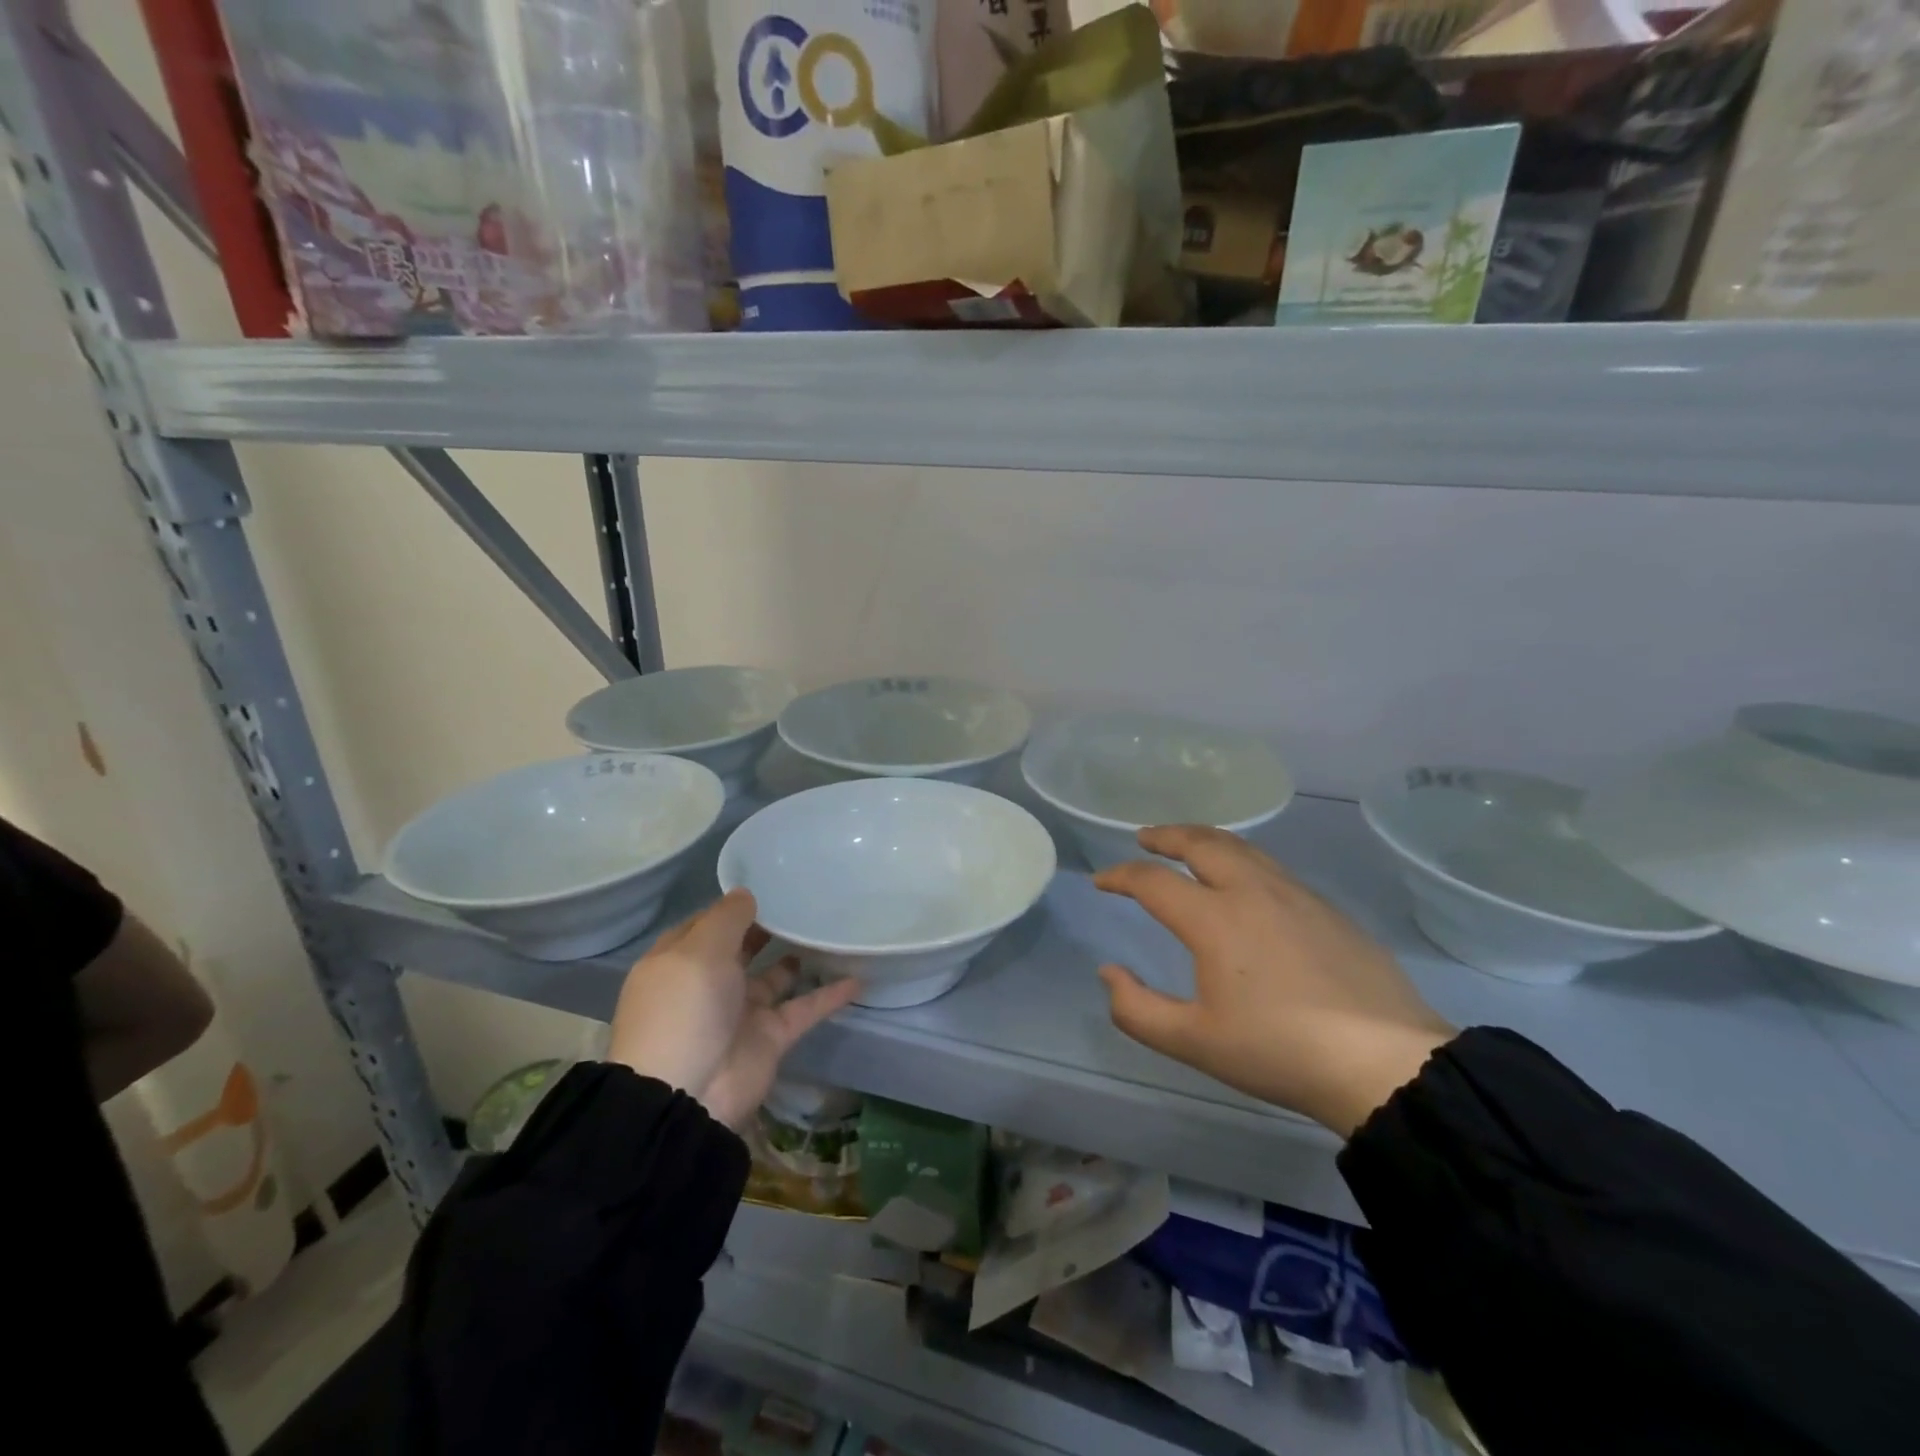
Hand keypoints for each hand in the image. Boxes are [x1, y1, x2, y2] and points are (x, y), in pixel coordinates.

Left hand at [607, 890, 861, 1128]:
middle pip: (742, 948)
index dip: (733, 906)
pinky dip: (829, 995)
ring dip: (799, 956)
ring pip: (776, 976)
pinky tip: (858, 977)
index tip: (768, 884)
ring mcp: (741, 1012)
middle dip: (768, 926)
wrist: (687, 1093)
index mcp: (681, 962)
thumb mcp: (700, 949)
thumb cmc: (685, 1007)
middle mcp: (710, 984)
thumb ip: (727, 918)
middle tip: (804, 901)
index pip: (707, 925)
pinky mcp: (770, 1037)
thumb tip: (747, 894)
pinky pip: (804, 1008)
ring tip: (830, 928)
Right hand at [1095, 827, 1453, 1137]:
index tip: (1103, 881)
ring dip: (1206, 839)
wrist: (1385, 1063)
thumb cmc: (1279, 1051)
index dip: (1121, 876)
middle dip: (1166, 835)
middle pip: (1201, 843)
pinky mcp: (1328, 909)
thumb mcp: (1194, 1042)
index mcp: (1214, 919)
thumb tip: (1109, 973)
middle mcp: (1252, 892)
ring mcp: (1296, 895)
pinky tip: (1245, 879)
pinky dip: (1241, 858)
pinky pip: (1272, 867)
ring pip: (1241, 848)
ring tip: (1189, 844)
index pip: (1153, 881)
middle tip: (1145, 837)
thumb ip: (1137, 1009)